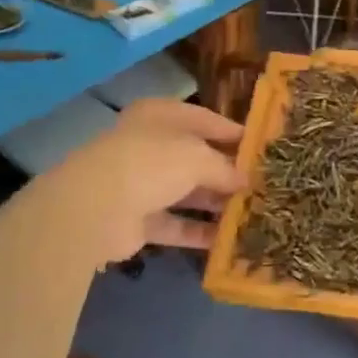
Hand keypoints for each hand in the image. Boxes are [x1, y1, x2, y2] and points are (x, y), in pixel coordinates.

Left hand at [47, 99, 246, 263]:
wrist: (95, 208)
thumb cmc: (151, 163)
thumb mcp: (197, 156)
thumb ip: (225, 167)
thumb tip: (245, 180)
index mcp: (161, 116)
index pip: (204, 119)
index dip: (233, 132)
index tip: (262, 148)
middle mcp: (151, 145)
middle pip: (196, 157)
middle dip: (227, 172)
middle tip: (263, 185)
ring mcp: (142, 184)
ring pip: (187, 192)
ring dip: (216, 203)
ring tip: (253, 213)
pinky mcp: (138, 220)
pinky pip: (175, 224)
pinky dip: (198, 232)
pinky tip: (229, 241)